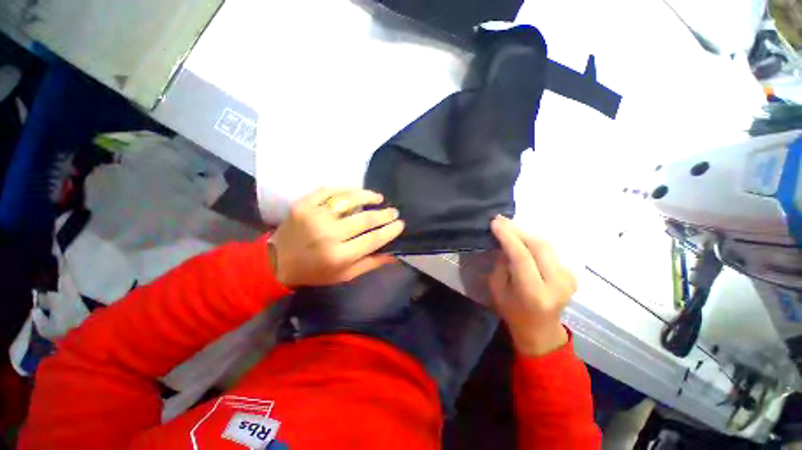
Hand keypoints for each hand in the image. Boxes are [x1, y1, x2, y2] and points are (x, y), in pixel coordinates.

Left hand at [268, 187, 404, 286]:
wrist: (276, 262)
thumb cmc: (314, 272)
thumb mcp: (344, 275)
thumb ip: (371, 264)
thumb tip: (395, 255)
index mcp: (339, 255)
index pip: (373, 239)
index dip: (390, 230)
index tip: (400, 224)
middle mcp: (328, 235)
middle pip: (364, 219)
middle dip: (384, 214)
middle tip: (393, 211)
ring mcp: (314, 216)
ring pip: (348, 200)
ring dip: (367, 196)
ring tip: (378, 198)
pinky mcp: (302, 204)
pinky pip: (328, 190)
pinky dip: (345, 189)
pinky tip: (356, 192)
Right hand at [488, 216, 576, 355]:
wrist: (540, 329)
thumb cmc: (512, 311)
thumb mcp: (497, 289)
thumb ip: (502, 264)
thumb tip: (504, 242)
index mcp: (534, 293)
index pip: (522, 257)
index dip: (508, 237)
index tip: (495, 222)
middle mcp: (556, 285)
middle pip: (539, 246)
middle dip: (518, 229)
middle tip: (500, 220)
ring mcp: (568, 278)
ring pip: (546, 245)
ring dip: (526, 232)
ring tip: (509, 226)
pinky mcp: (572, 274)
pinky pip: (550, 250)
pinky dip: (534, 240)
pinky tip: (522, 238)